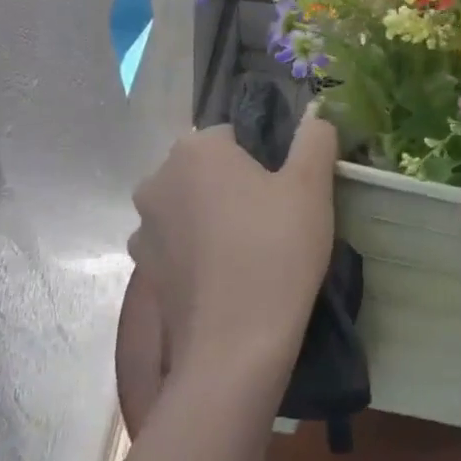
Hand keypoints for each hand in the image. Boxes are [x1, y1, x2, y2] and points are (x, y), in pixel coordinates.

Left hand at [128, 110, 337, 398]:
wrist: (235, 346)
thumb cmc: (276, 251)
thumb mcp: (311, 185)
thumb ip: (314, 138)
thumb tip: (316, 114)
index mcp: (195, 150)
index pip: (235, 135)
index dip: (266, 159)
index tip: (288, 192)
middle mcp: (157, 180)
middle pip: (208, 170)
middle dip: (237, 186)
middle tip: (276, 220)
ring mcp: (144, 229)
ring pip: (192, 208)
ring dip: (215, 218)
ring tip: (253, 253)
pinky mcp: (145, 271)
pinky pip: (180, 246)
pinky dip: (201, 252)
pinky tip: (230, 277)